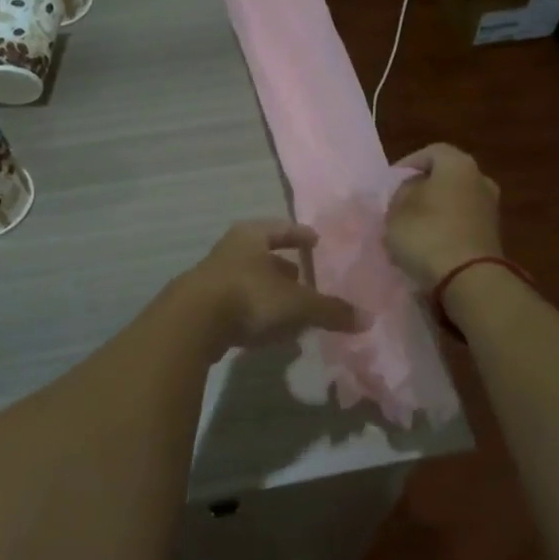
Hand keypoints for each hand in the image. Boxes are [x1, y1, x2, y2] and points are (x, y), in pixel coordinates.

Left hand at [177, 220, 363, 352]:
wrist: (191, 323)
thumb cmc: (248, 296)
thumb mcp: (296, 303)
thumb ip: (330, 310)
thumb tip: (367, 318)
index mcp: (252, 236)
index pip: (282, 229)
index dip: (300, 235)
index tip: (316, 240)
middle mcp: (231, 250)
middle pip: (264, 255)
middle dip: (285, 267)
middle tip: (306, 278)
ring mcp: (214, 278)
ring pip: (251, 281)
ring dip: (271, 293)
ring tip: (293, 309)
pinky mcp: (205, 306)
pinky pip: (239, 305)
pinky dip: (256, 312)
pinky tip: (269, 330)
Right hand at [386, 143, 503, 290]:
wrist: (469, 280)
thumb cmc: (427, 234)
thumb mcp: (396, 211)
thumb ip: (401, 195)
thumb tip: (410, 193)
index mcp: (458, 164)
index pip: (430, 152)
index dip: (408, 165)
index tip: (390, 183)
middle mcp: (480, 180)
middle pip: (445, 177)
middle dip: (422, 188)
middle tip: (400, 204)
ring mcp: (490, 209)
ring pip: (455, 201)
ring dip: (435, 211)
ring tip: (411, 228)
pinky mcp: (493, 236)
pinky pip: (463, 223)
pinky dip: (446, 229)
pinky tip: (429, 245)